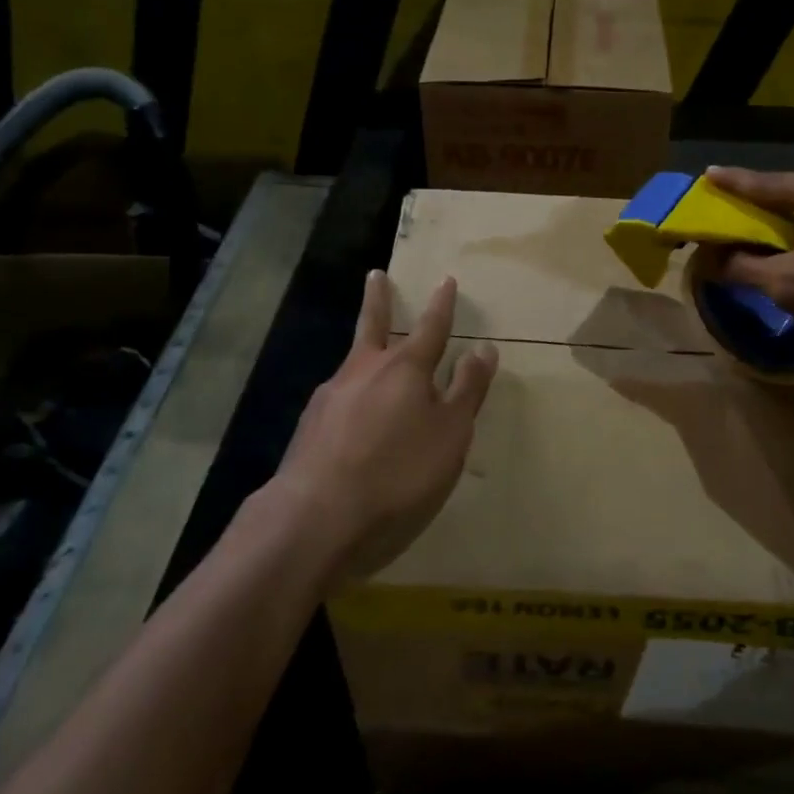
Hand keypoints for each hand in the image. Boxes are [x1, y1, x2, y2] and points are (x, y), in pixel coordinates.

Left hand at [272, 271, 496, 587]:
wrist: (316, 517)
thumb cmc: (398, 473)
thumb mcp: (450, 434)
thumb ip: (467, 390)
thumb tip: (483, 347)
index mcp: (405, 369)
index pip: (431, 327)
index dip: (441, 305)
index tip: (446, 280)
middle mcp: (364, 371)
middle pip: (373, 325)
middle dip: (379, 300)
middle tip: (375, 275)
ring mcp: (331, 396)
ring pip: (353, 364)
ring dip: (363, 352)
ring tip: (369, 359)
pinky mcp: (309, 427)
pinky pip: (339, 402)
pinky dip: (350, 399)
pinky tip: (350, 421)